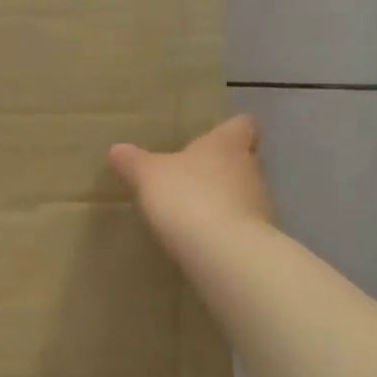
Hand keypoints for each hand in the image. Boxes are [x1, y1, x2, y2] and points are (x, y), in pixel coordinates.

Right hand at [109, 116, 274, 245]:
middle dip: (223, 166)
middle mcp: (250, 168)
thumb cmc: (187, 197)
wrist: (224, 251)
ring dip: (225, 199)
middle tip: (194, 175)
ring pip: (244, 192)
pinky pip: (241, 224)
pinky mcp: (258, 236)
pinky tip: (202, 238)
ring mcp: (260, 204)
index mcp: (227, 144)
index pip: (242, 125)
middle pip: (244, 159)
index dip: (230, 130)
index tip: (214, 137)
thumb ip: (133, 162)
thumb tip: (116, 149)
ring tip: (194, 209)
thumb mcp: (148, 176)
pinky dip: (225, 227)